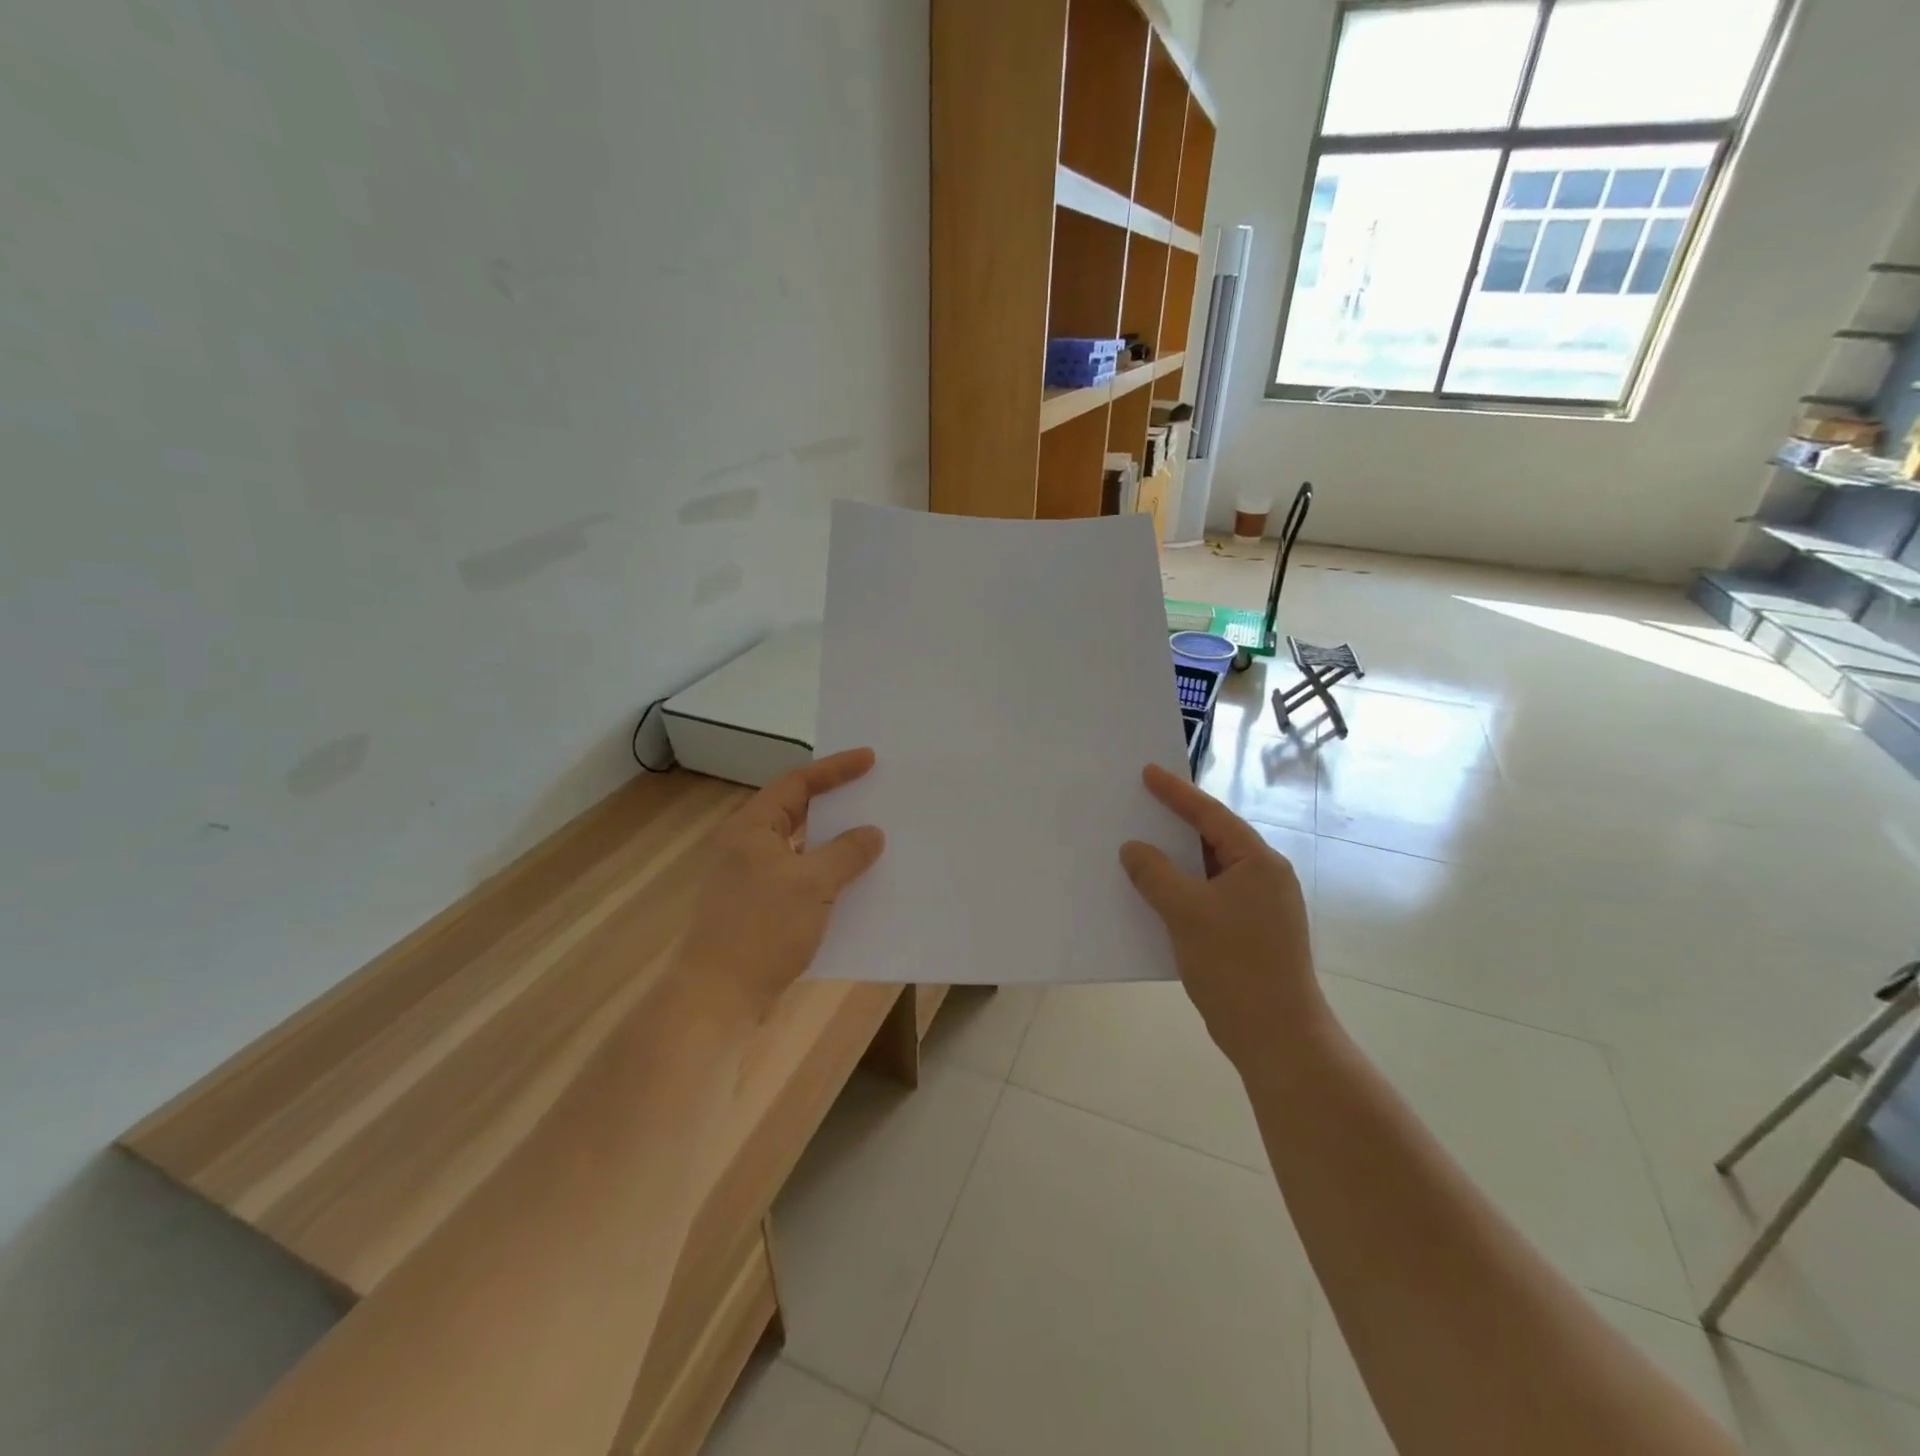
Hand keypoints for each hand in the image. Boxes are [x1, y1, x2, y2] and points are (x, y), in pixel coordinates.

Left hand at [681, 748, 885, 1021]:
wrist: (716, 999)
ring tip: (874, 839)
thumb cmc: (761, 929)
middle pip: (798, 813)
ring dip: (835, 846)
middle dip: (837, 805)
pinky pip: (801, 881)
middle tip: (875, 794)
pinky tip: (855, 887)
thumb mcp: (811, 885)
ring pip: (802, 850)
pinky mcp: (759, 911)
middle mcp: (747, 847)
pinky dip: (827, 878)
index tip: (870, 759)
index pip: (797, 784)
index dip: (835, 769)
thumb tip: (871, 833)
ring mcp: (751, 881)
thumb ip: (846, 854)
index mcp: (751, 828)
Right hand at [1119, 763, 1326, 1073]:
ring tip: (1138, 846)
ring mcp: (1258, 907)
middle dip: (1174, 824)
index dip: (1177, 793)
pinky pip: (1207, 897)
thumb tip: (1133, 849)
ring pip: (1208, 871)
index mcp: (1258, 863)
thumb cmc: (1235, 965)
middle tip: (1139, 804)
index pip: (1211, 816)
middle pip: (1212, 839)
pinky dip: (1181, 890)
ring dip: (1174, 862)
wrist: (1275, 1036)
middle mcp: (1263, 878)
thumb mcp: (1186, 912)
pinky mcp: (1248, 933)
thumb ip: (1155, 874)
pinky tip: (1152, 894)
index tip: (1148, 772)